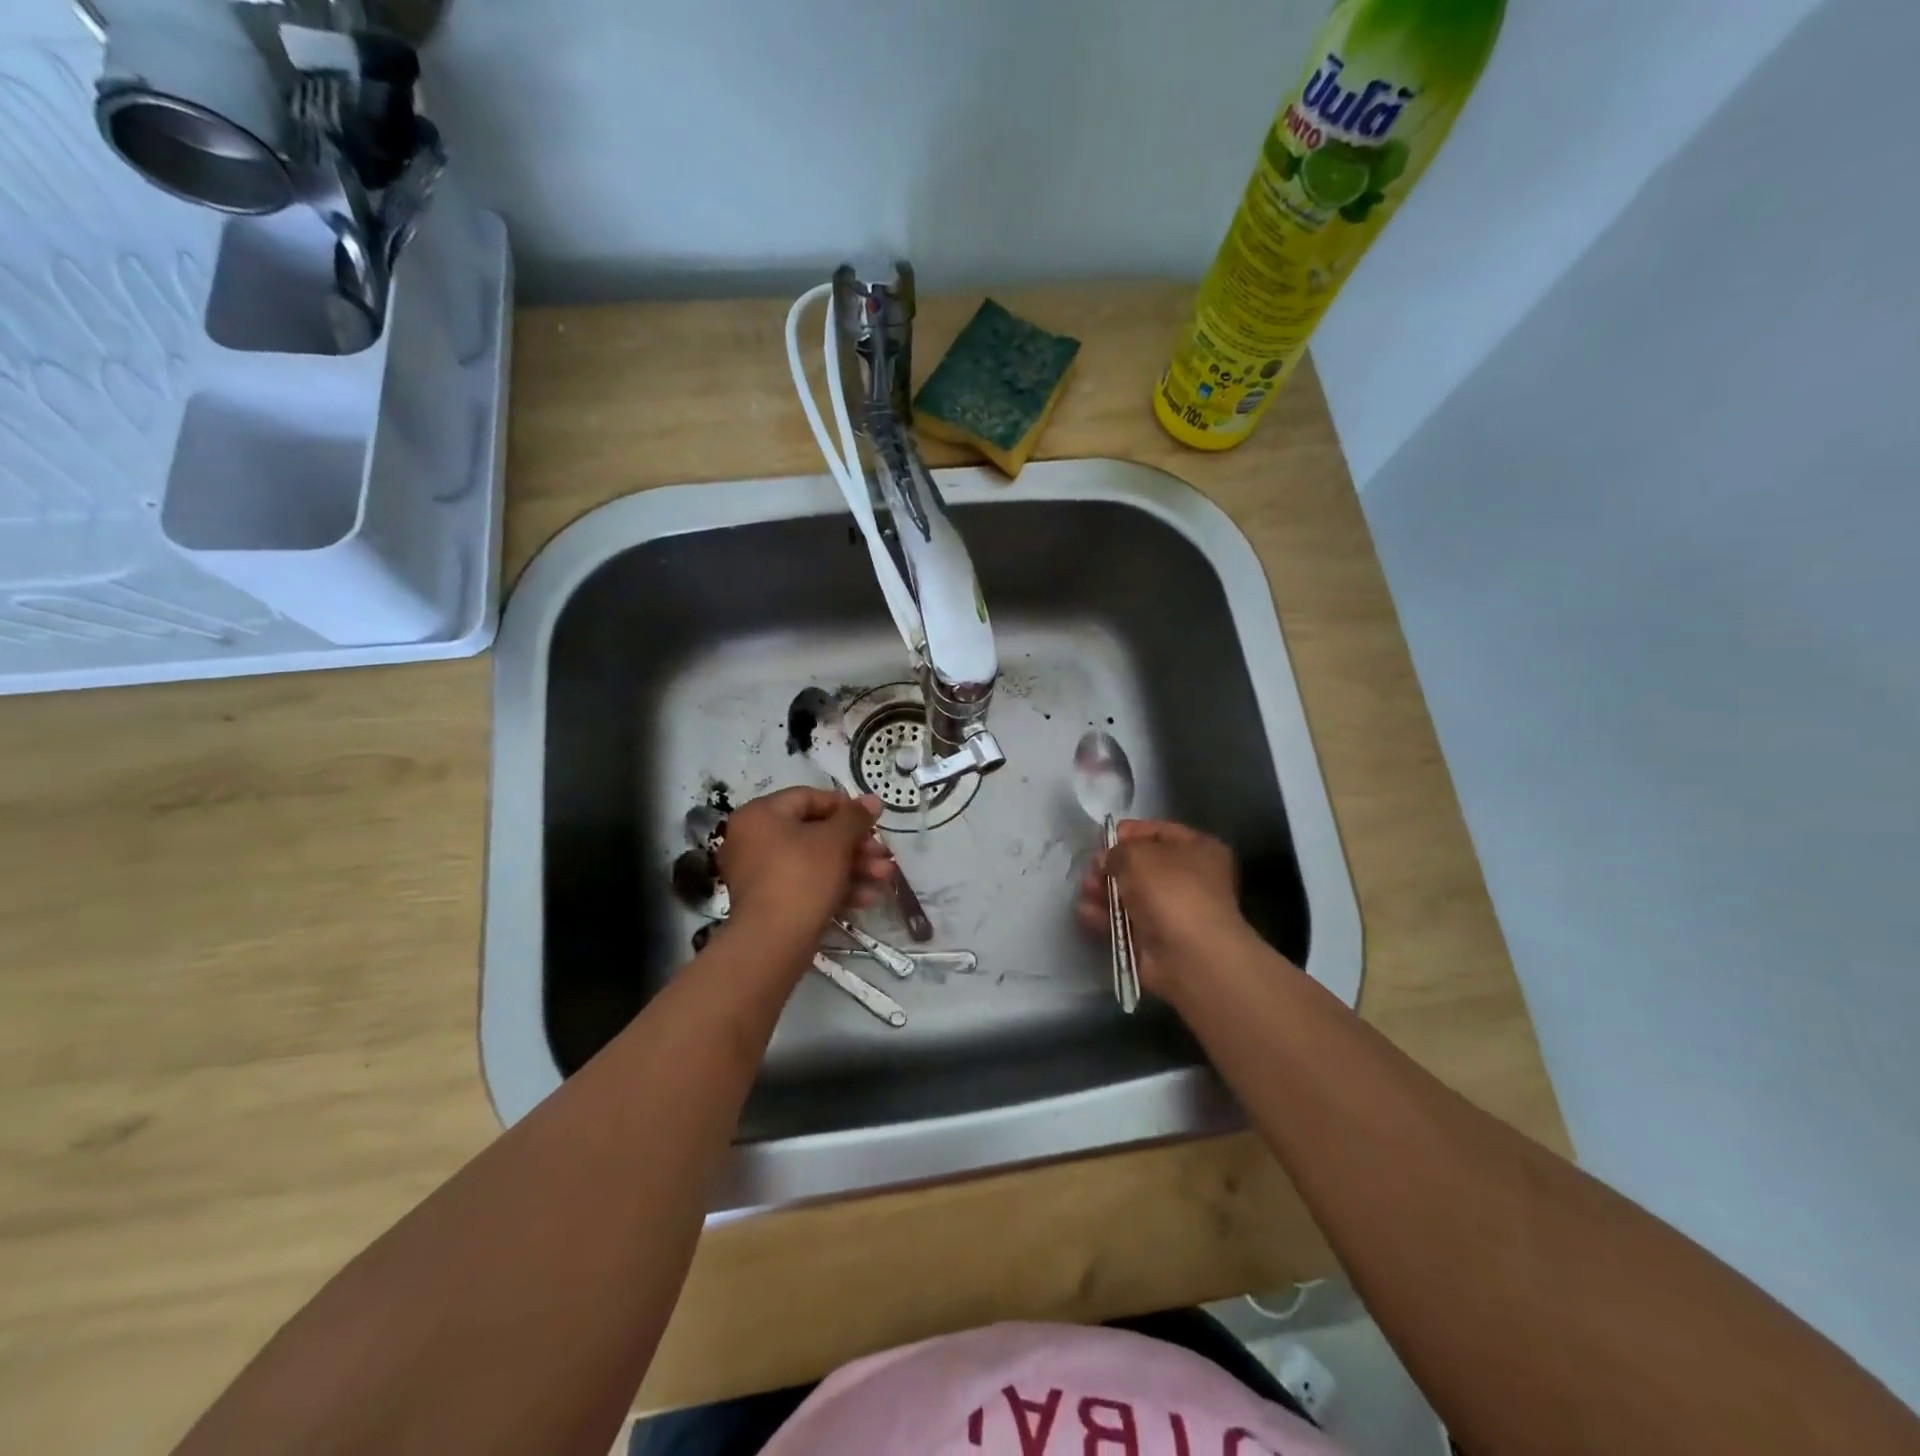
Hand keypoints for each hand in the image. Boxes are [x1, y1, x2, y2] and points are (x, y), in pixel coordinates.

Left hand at [717, 788, 893, 945]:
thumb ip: (855, 817)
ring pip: (814, 861)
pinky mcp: (769, 901)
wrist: (773, 943)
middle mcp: (753, 839)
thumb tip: (872, 800)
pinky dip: (834, 887)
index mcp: (760, 815)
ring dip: (853, 867)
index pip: (808, 798)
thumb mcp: (835, 841)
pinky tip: (867, 898)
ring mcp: (759, 873)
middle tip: (884, 854)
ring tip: (885, 878)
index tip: (872, 821)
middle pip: (814, 832)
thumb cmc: (802, 877)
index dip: (845, 807)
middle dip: (856, 845)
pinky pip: (805, 883)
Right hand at [1075, 819, 1248, 998]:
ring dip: (1104, 891)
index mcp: (1199, 849)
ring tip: (1084, 891)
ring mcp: (1174, 911)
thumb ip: (1117, 851)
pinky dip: (1106, 916)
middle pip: (1142, 865)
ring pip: (1131, 894)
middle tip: (1090, 870)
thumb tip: (1108, 860)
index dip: (1128, 832)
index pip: (1158, 831)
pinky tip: (1085, 913)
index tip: (1101, 839)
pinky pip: (1126, 921)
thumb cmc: (1170, 891)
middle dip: (1112, 866)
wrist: (1189, 956)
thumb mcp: (1137, 855)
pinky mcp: (1157, 939)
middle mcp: (1191, 878)